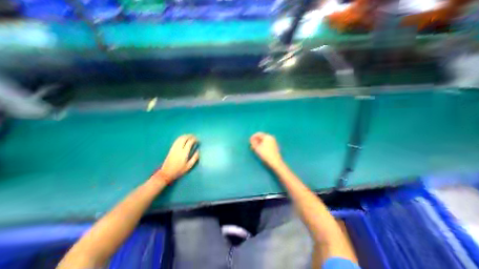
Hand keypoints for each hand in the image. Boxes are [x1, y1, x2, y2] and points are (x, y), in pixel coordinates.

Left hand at [154, 133, 198, 183]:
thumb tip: (198, 151)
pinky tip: (183, 139)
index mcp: (184, 153)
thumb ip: (194, 158)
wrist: (166, 173)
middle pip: (184, 138)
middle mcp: (179, 149)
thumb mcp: (189, 166)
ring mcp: (174, 148)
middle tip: (195, 137)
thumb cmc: (179, 171)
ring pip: (180, 138)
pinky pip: (176, 141)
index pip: (190, 142)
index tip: (198, 140)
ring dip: (185, 136)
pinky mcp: (171, 149)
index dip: (194, 140)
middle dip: (190, 136)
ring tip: (190, 136)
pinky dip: (181, 138)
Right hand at [249, 132, 281, 167]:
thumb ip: (253, 142)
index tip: (249, 141)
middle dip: (256, 140)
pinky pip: (267, 144)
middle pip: (262, 137)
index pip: (259, 134)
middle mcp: (271, 138)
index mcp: (267, 136)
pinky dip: (262, 145)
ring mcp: (274, 142)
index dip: (253, 137)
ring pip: (264, 141)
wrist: (275, 162)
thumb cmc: (265, 154)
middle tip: (251, 145)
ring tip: (255, 148)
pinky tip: (260, 150)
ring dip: (259, 143)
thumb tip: (252, 140)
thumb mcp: (257, 148)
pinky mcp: (274, 147)